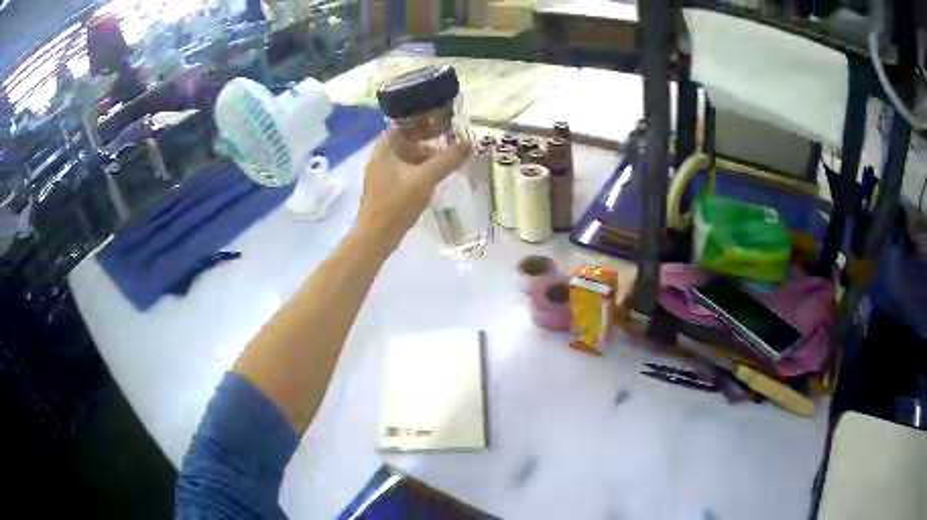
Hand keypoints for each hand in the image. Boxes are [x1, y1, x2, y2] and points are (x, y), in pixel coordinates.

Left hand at [356, 129, 470, 251]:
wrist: (376, 236)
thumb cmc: (397, 203)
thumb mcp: (425, 179)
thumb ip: (447, 160)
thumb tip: (469, 144)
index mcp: (385, 147)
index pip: (405, 121)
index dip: (425, 117)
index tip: (445, 118)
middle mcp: (381, 155)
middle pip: (407, 137)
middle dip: (429, 135)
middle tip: (451, 135)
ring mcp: (383, 171)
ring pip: (408, 154)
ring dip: (427, 152)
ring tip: (448, 154)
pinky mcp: (387, 186)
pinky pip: (407, 168)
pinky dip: (421, 166)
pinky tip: (436, 173)